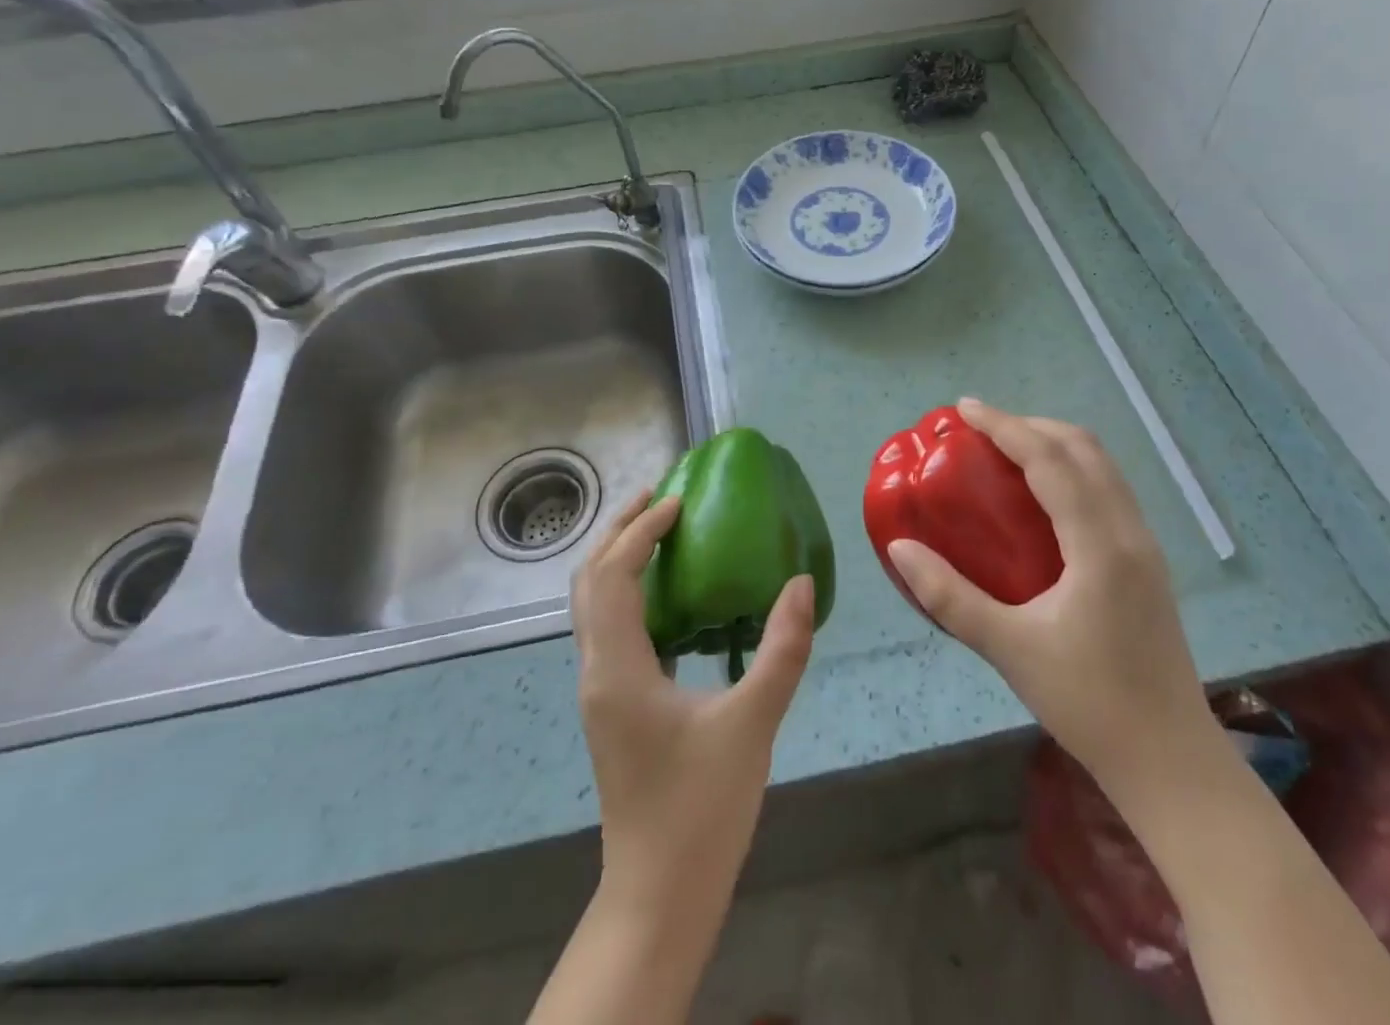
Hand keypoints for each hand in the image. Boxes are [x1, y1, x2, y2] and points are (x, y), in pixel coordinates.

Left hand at [569, 489, 815, 910]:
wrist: (660, 894)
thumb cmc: (702, 809)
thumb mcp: (753, 724)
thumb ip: (782, 649)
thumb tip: (800, 582)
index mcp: (617, 668)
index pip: (612, 574)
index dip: (640, 530)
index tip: (679, 501)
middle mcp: (596, 670)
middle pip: (589, 580)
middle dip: (619, 531)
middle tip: (660, 496)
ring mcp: (600, 690)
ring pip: (593, 604)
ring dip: (620, 558)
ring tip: (661, 530)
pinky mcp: (613, 704)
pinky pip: (611, 628)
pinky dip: (630, 592)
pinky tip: (670, 595)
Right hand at [886, 398, 1224, 812]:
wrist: (1170, 761)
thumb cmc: (1089, 703)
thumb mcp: (1009, 649)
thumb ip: (949, 596)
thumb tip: (899, 548)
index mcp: (1099, 545)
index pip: (1051, 461)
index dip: (1005, 426)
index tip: (965, 408)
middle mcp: (1129, 532)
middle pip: (1085, 449)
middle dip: (1031, 425)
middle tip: (982, 429)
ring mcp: (1145, 547)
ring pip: (1103, 468)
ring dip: (1055, 445)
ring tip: (1007, 451)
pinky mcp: (1147, 564)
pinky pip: (1108, 491)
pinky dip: (1072, 471)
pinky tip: (1042, 499)